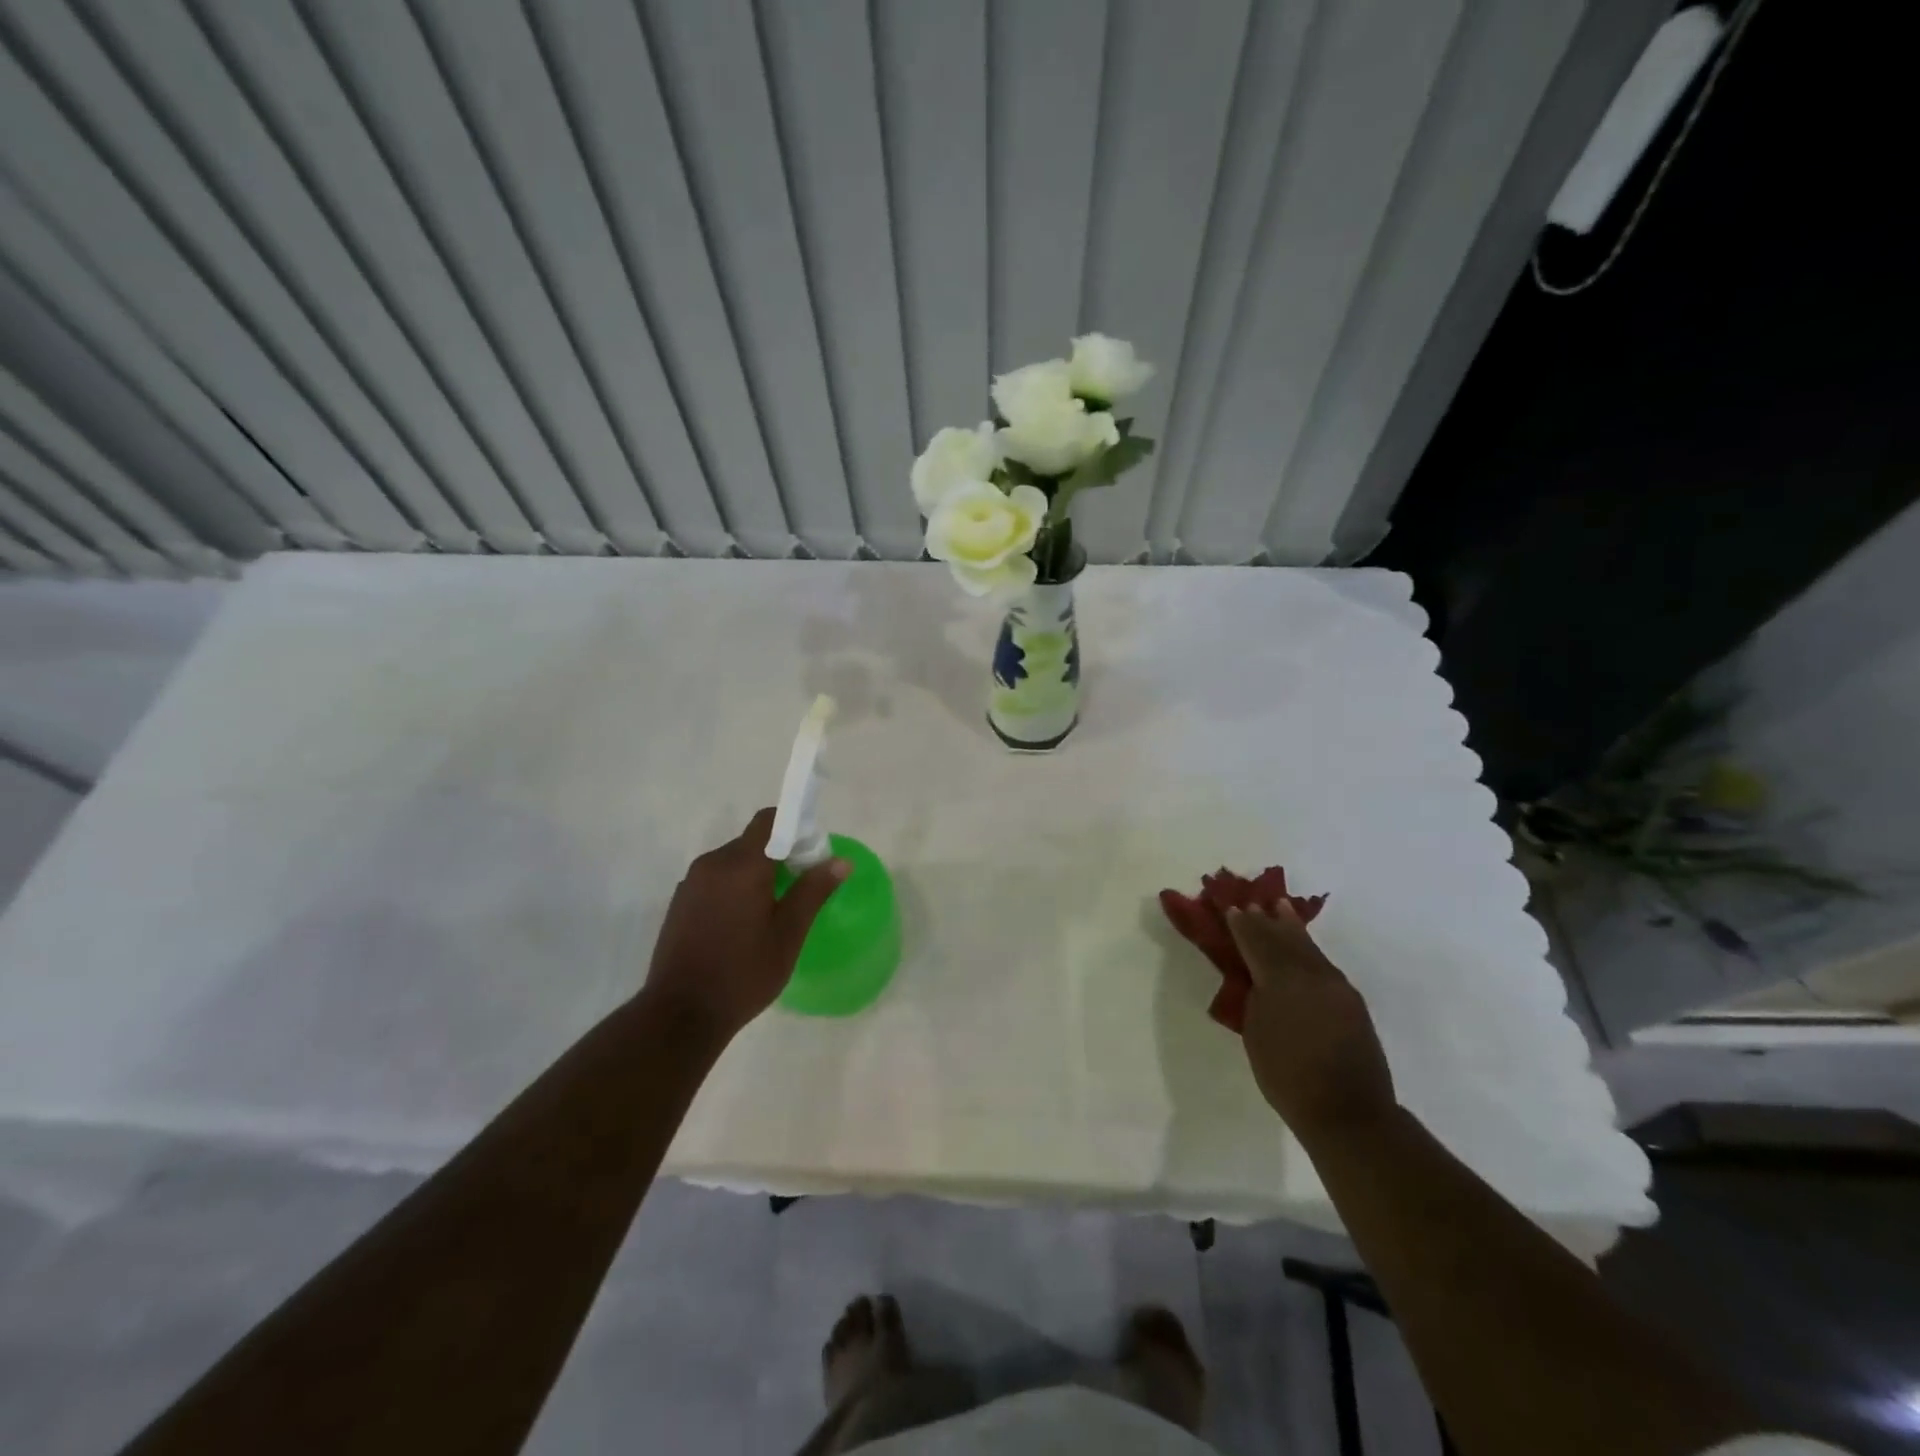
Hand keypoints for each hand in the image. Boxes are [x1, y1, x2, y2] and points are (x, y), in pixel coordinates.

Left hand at [642, 808, 848, 1041]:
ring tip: (773, 910)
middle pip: (752, 841)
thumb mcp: (788, 934)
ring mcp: (691, 883)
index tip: (812, 854)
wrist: (680, 1015)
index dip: (795, 827)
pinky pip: (715, 880)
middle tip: (801, 886)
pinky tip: (743, 924)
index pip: (770, 820)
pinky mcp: (679, 903)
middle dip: (779, 855)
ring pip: (733, 862)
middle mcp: (712, 864)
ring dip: (756, 873)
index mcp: (742, 865)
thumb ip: (813, 891)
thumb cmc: (743, 972)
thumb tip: (840, 861)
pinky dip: (735, 888)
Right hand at [1226, 904, 1396, 1144]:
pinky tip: (1303, 947)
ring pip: (1307, 948)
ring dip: (1291, 928)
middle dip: (1266, 921)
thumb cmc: (1287, 1076)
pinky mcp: (1351, 1001)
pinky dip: (1307, 948)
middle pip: (1284, 939)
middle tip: (1253, 903)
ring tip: (1281, 908)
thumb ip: (1255, 997)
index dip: (1242, 925)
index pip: (1256, 943)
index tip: (1231, 908)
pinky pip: (1322, 963)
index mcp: (1281, 980)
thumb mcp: (1255, 1033)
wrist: (1348, 1112)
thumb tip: (1257, 979)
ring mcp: (1336, 986)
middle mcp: (1311, 974)